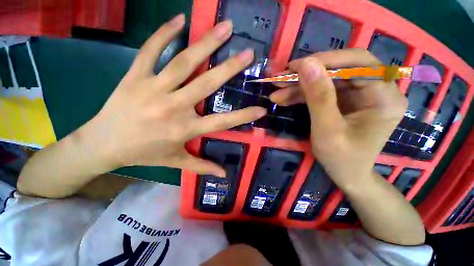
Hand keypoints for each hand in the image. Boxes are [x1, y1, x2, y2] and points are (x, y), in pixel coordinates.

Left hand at [78, 14, 265, 176]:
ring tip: (224, 27)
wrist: (102, 145)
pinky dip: (164, 33)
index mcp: (184, 130)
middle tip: (249, 53)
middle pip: (206, 84)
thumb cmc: (143, 154)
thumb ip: (202, 166)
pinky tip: (180, 19)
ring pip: (183, 62)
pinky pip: (150, 50)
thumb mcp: (175, 162)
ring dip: (206, 44)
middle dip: (229, 68)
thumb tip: (223, 174)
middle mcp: (172, 107)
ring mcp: (152, 88)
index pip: (221, 122)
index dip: (243, 116)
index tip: (261, 108)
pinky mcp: (134, 76)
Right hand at [270, 49, 406, 189]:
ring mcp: (359, 95)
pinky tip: (285, 98)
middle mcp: (376, 90)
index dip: (327, 60)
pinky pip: (322, 91)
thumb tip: (306, 65)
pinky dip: (302, 94)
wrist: (346, 174)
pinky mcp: (345, 101)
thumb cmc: (341, 158)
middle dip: (307, 75)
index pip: (359, 63)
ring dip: (299, 86)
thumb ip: (318, 98)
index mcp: (384, 97)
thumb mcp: (327, 130)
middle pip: (340, 70)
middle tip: (281, 80)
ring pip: (327, 80)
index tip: (295, 67)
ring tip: (277, 93)